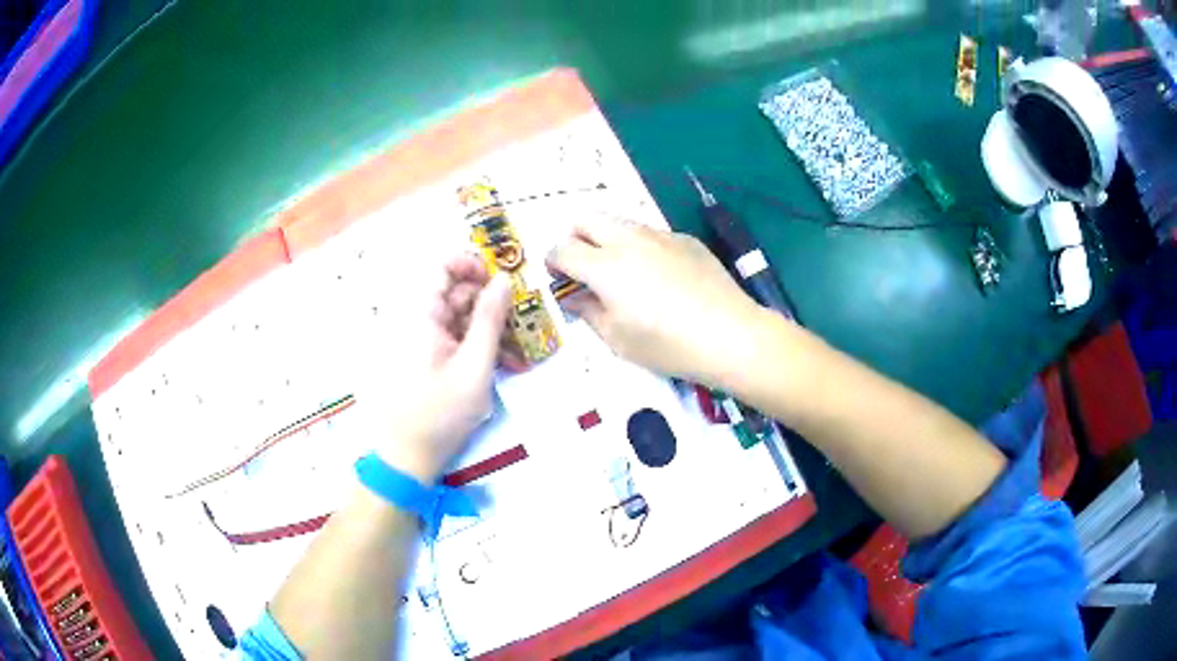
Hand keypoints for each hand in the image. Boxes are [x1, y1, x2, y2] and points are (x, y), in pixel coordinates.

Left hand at [360, 254, 518, 482]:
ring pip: (460, 317)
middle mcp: (417, 321)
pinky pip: (455, 338)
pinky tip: (501, 365)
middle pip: (455, 292)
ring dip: (489, 328)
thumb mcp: (474, 368)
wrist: (407, 456)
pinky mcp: (427, 357)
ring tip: (517, 353)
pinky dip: (477, 346)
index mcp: (420, 316)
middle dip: (490, 302)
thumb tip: (504, 279)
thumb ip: (490, 320)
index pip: (442, 268)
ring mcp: (421, 340)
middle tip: (520, 322)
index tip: (501, 279)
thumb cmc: (439, 414)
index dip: (472, 264)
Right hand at [546, 215, 770, 389]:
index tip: (560, 278)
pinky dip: (642, 248)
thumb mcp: (618, 340)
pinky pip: (652, 234)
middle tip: (583, 267)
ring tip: (623, 274)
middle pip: (586, 218)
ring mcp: (660, 236)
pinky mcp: (686, 240)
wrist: (731, 335)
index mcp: (605, 266)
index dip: (554, 262)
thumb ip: (588, 311)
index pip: (563, 248)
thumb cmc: (668, 345)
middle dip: (575, 237)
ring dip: (608, 240)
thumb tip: (574, 295)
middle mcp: (629, 240)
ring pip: (620, 222)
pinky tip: (662, 279)